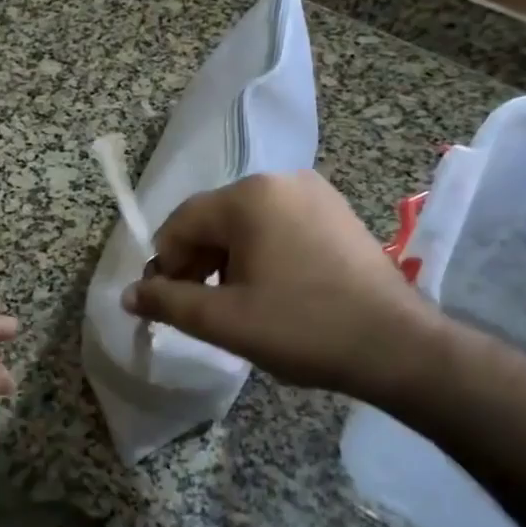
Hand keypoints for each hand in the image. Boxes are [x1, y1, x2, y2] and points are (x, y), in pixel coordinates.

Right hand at [123, 171, 452, 404]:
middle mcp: (280, 180)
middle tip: (200, 308)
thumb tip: (128, 294)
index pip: (182, 222)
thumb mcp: (224, 320)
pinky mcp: (336, 212)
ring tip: (237, 304)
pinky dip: (262, 253)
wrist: (397, 346)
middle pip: (214, 219)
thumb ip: (168, 302)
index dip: (166, 264)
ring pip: (247, 223)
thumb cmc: (303, 328)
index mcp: (249, 196)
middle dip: (197, 262)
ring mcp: (314, 193)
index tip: (167, 303)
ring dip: (228, 260)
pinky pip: (279, 225)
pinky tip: (273, 290)